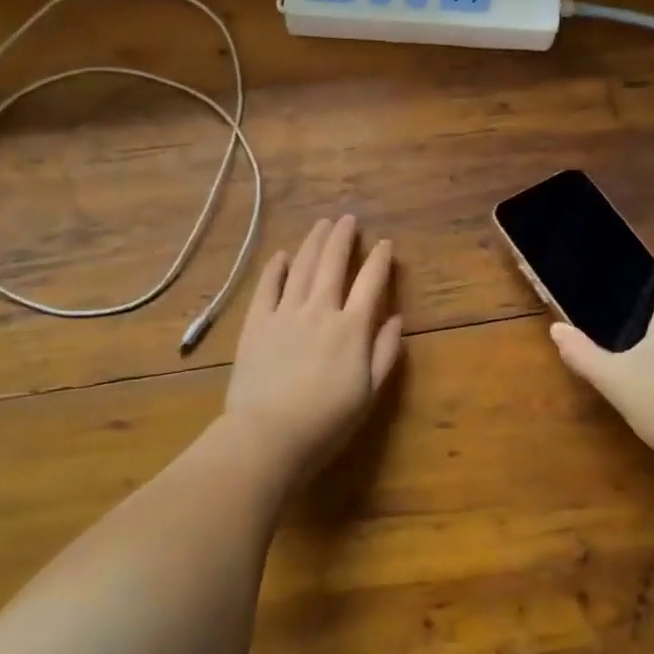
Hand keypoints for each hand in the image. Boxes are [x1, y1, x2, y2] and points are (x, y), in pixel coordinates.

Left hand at [223, 214, 402, 484]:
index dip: (380, 260)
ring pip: (302, 267)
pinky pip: (267, 286)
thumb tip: (396, 319)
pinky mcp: (257, 322)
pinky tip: (281, 255)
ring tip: (322, 224)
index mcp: (351, 327)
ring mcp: (285, 312)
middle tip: (348, 219)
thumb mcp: (368, 393)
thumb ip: (384, 353)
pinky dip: (276, 267)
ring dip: (313, 242)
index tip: (385, 244)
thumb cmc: (326, 422)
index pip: (371, 283)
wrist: (268, 435)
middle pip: (333, 263)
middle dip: (343, 237)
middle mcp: (320, 309)